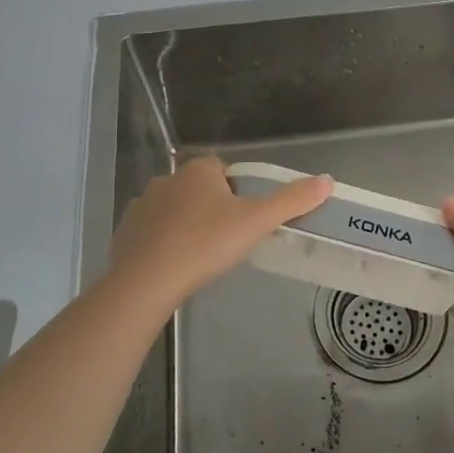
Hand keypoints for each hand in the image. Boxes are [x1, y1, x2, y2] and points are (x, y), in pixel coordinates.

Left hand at [107, 155, 332, 313]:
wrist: (145, 282)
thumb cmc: (205, 244)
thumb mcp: (255, 222)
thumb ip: (291, 201)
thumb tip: (327, 181)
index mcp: (198, 170)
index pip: (224, 170)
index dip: (238, 192)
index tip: (245, 220)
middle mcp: (167, 179)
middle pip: (200, 189)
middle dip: (213, 209)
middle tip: (227, 242)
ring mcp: (142, 205)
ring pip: (175, 210)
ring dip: (187, 226)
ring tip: (201, 258)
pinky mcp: (126, 232)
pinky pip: (152, 232)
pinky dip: (163, 244)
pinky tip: (174, 268)